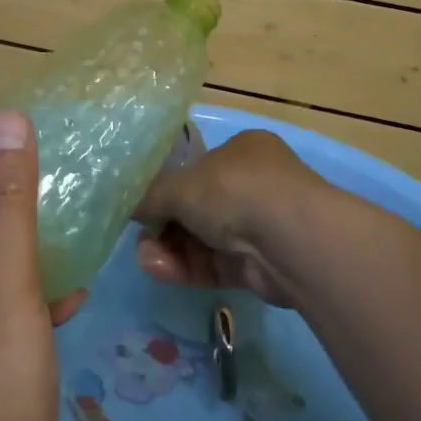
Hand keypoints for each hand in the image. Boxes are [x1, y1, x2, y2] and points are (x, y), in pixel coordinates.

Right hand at [132, 128, 326, 308]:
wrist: (290, 240)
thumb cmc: (235, 190)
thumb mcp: (181, 184)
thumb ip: (150, 194)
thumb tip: (130, 205)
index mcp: (241, 151)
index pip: (197, 168)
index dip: (167, 187)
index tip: (142, 204)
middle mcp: (253, 185)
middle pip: (196, 208)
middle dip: (164, 224)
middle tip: (141, 236)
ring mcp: (258, 227)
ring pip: (203, 240)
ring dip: (170, 249)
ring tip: (146, 257)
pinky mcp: (258, 266)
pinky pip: (214, 265)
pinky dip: (187, 268)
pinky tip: (160, 269)